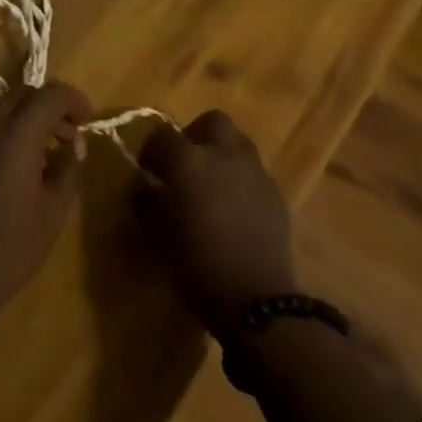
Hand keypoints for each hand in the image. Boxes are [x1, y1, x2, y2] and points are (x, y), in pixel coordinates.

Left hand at [0, 81, 92, 327]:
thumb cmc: (9, 249)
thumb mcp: (53, 212)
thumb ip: (68, 168)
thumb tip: (74, 144)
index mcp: (14, 136)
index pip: (49, 94)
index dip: (73, 99)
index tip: (88, 119)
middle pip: (22, 96)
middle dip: (50, 108)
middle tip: (69, 136)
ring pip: (0, 110)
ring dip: (25, 120)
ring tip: (43, 152)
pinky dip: (4, 134)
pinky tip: (13, 167)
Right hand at [136, 111, 296, 336]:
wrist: (255, 298)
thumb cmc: (196, 264)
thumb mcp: (157, 234)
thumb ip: (147, 202)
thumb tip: (145, 186)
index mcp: (188, 161)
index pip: (162, 135)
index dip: (151, 149)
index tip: (147, 169)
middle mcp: (224, 155)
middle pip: (212, 122)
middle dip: (196, 135)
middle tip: (185, 164)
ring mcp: (255, 172)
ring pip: (238, 144)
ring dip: (222, 155)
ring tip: (211, 185)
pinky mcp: (276, 194)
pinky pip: (254, 172)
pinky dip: (240, 179)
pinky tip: (234, 208)